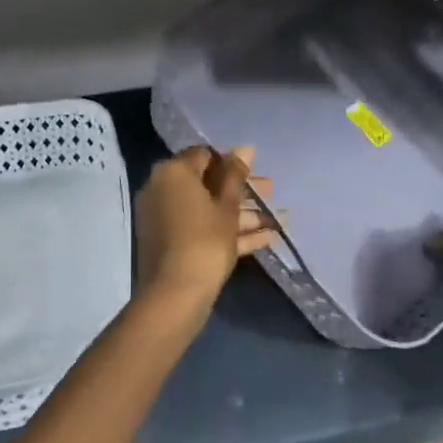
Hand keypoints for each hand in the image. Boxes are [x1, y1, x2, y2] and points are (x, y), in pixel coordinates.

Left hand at [135, 146, 278, 308]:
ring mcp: (164, 218)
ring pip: (207, 209)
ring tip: (279, 219)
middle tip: (271, 194)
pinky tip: (267, 238)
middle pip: (207, 183)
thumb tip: (245, 148)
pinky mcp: (171, 243)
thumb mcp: (227, 206)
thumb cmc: (205, 240)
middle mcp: (162, 189)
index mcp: (173, 173)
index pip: (204, 155)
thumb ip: (236, 175)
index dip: (232, 163)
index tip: (255, 175)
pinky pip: (201, 228)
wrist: (175, 294)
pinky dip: (228, 231)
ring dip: (242, 213)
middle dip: (242, 190)